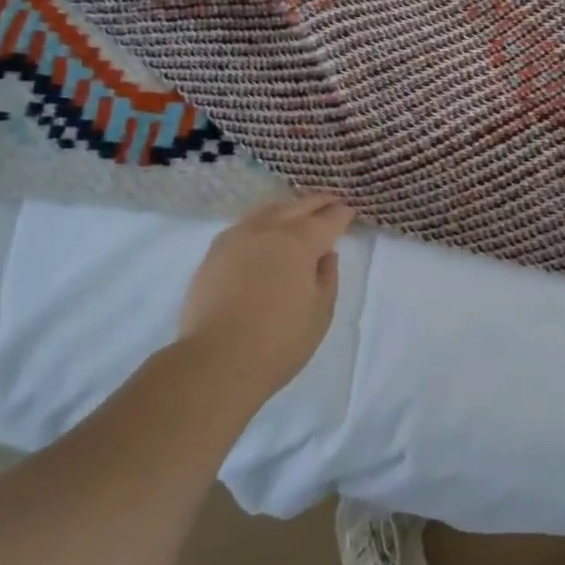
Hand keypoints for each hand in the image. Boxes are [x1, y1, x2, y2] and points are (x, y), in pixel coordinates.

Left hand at [179, 192, 355, 404]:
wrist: (216, 361)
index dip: (342, 214)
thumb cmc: (280, 340)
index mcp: (301, 241)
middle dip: (319, 202)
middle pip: (299, 206)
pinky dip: (262, 221)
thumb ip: (327, 276)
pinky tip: (263, 232)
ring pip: (268, 209)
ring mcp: (237, 237)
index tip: (350, 213)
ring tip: (297, 213)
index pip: (329, 218)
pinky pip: (244, 224)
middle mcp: (269, 229)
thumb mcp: (321, 311)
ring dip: (288, 208)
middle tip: (332, 202)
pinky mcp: (214, 252)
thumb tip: (325, 254)